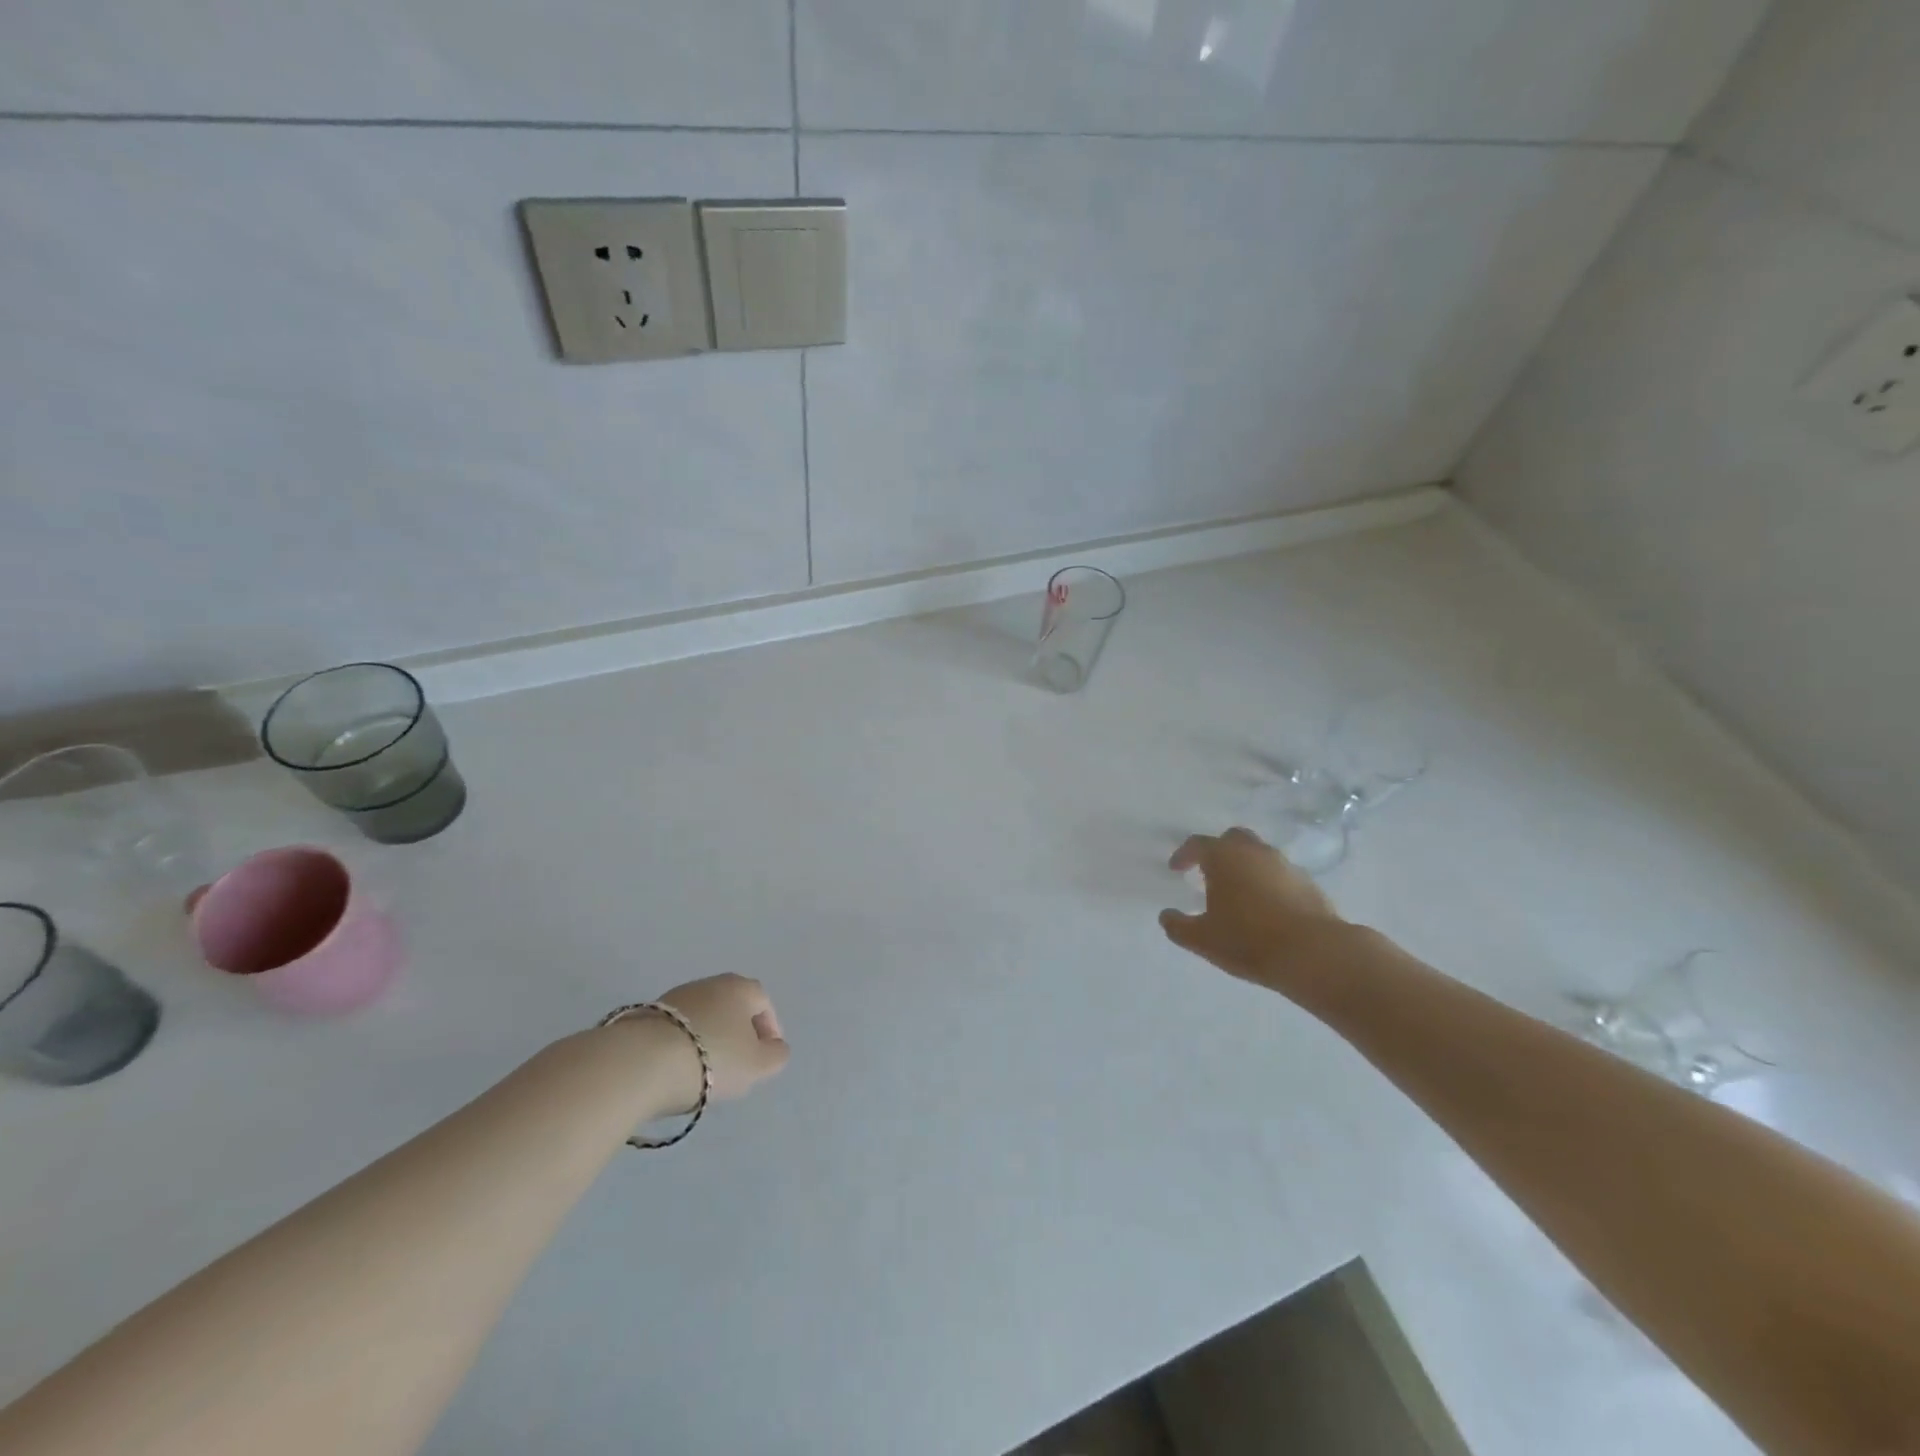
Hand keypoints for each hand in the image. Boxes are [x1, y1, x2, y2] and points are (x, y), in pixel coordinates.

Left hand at [654, 973, 790, 1102]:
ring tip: (705, 1071)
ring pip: (703, 1017)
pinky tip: (678, 1069)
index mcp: (740, 988)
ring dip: (709, 1039)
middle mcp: (709, 983)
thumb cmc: (713, 1058)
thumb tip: (775, 1047)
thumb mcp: (758, 1065)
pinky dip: (683, 1045)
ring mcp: (675, 997)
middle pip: (732, 1007)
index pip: (763, 1002)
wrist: (642, 1062)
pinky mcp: (647, 1015)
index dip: (769, 1029)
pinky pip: (677, 1029)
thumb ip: (776, 1056)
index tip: (766, 1056)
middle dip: (738, 1033)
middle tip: (738, 1064)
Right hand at [1160, 828, 1346, 991]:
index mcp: (1224, 857)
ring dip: (1246, 867)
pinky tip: (1266, 908)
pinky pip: (1280, 875)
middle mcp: (1254, 852)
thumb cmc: (1247, 940)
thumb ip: (1178, 926)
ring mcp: (1285, 865)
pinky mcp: (1309, 884)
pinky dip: (1268, 884)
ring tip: (1238, 893)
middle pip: (1232, 839)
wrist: (1314, 953)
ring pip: (1259, 855)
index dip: (1184, 855)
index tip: (1176, 869)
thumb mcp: (1202, 939)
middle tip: (1209, 873)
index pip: (1198, 844)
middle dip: (1218, 851)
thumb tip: (1166, 916)